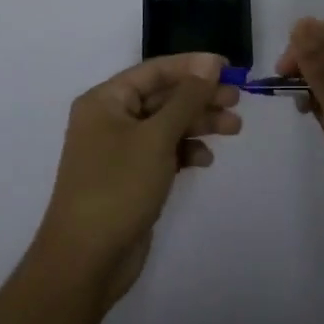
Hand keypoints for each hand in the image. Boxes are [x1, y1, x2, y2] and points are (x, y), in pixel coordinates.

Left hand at [34, 52, 241, 302]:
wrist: (86, 260)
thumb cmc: (118, 187)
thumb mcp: (156, 137)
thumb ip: (186, 98)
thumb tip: (209, 63)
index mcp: (105, 100)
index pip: (155, 71)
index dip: (192, 66)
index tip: (228, 67)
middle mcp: (110, 119)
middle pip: (163, 97)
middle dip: (200, 97)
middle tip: (237, 100)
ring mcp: (120, 150)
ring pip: (167, 125)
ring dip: (198, 124)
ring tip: (234, 128)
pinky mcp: (131, 177)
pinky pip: (163, 152)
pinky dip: (185, 151)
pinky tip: (204, 160)